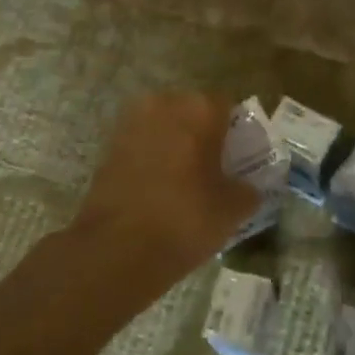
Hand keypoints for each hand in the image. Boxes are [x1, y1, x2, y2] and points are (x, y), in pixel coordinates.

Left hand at [72, 92, 259, 279]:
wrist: (117, 249)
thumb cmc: (186, 219)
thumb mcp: (233, 210)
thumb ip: (246, 190)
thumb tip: (245, 188)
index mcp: (199, 109)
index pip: (227, 107)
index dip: (235, 131)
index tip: (239, 156)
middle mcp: (163, 105)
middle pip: (191, 112)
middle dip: (202, 134)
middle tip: (213, 167)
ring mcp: (130, 124)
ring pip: (163, 127)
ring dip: (174, 145)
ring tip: (185, 180)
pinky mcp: (107, 148)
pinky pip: (141, 145)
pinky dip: (152, 159)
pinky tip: (159, 189)